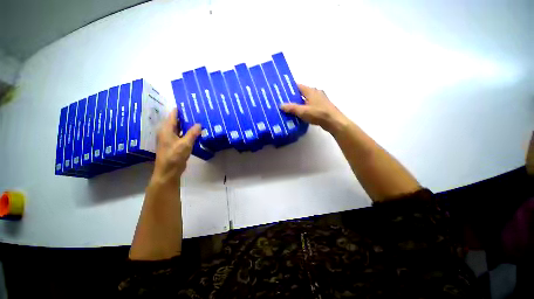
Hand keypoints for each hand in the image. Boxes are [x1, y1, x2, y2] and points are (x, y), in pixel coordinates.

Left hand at [152, 108, 200, 182]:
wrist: (169, 171)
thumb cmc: (175, 156)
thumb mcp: (185, 143)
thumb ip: (192, 133)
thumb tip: (199, 124)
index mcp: (166, 129)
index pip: (173, 115)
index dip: (180, 109)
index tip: (189, 105)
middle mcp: (167, 132)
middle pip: (176, 121)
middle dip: (186, 117)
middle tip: (197, 113)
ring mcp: (170, 139)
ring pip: (180, 129)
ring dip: (188, 126)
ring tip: (199, 121)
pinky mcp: (175, 145)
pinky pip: (182, 136)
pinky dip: (188, 133)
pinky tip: (196, 133)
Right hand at [281, 84, 350, 133]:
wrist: (334, 121)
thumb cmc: (318, 114)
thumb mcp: (303, 111)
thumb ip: (291, 108)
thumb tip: (280, 105)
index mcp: (311, 91)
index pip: (298, 86)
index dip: (289, 88)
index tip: (281, 92)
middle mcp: (315, 93)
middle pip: (301, 93)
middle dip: (292, 97)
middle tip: (283, 102)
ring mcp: (319, 100)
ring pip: (306, 100)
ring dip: (298, 103)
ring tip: (289, 108)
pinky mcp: (321, 106)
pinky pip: (309, 105)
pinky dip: (304, 108)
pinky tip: (299, 114)